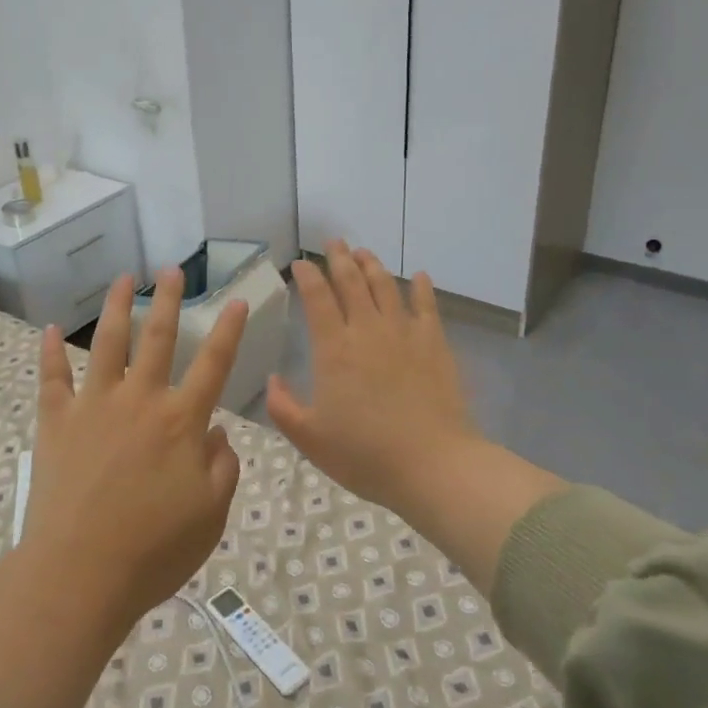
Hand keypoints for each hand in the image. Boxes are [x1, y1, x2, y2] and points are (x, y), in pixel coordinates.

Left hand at [27, 268, 248, 627]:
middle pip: (158, 339)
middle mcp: (139, 401)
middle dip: (169, 301)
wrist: (80, 573)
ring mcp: (93, 406)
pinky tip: (49, 330)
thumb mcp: (210, 515)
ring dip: (116, 308)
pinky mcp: (56, 422)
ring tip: (122, 280)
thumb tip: (217, 432)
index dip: (228, 331)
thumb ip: (222, 468)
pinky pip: (52, 378)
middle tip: (172, 271)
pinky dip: (49, 353)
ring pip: (106, 344)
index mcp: (181, 422)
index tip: (236, 300)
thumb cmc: (154, 550)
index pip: (214, 365)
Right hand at [266, 241, 478, 520]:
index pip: (317, 298)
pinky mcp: (435, 344)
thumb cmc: (364, 455)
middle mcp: (367, 330)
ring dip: (373, 265)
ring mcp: (404, 334)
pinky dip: (422, 288)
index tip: (301, 263)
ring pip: (386, 286)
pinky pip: (427, 306)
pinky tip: (420, 277)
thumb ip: (283, 407)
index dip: (308, 276)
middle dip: (339, 258)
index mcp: (333, 349)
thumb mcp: (309, 439)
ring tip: (364, 252)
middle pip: (352, 282)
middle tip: (334, 242)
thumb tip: (273, 379)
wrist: (433, 465)